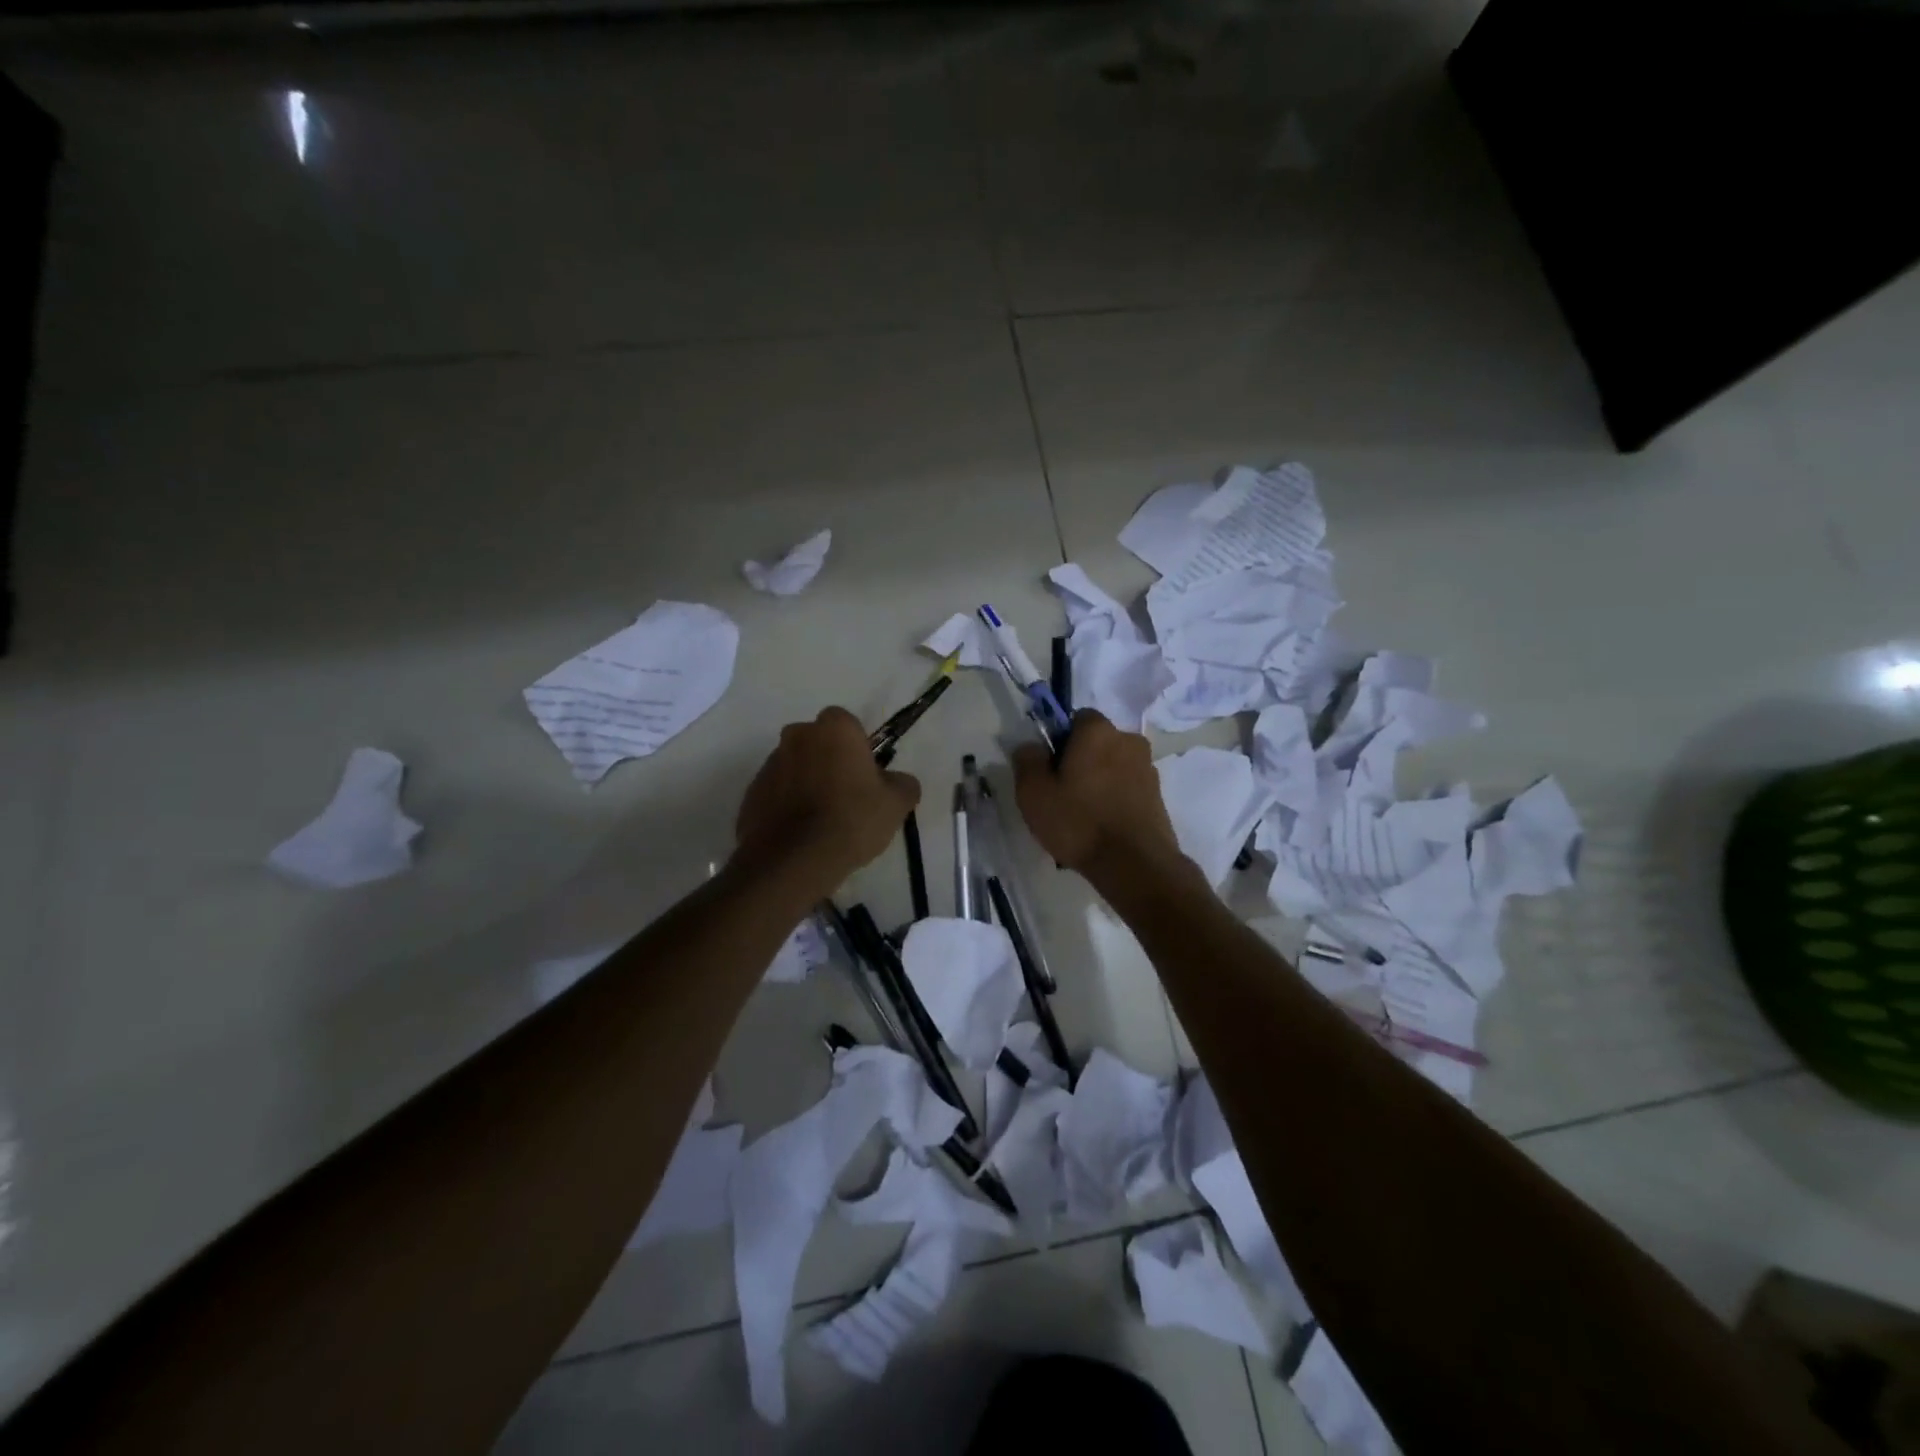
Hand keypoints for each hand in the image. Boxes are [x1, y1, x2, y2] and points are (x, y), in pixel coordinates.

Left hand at [735, 707, 919, 890]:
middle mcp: (797, 735)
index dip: (859, 749)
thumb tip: (898, 781)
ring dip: (807, 783)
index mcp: (834, 728)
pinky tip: (801, 834)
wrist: (793, 861)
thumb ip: (903, 783)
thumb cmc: (852, 820)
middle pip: (818, 743)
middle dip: (829, 761)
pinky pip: (777, 793)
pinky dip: (787, 806)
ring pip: (796, 767)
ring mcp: (769, 764)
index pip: (848, 725)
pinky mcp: (751, 793)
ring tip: (822, 821)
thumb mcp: (896, 804)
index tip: (866, 776)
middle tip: (846, 797)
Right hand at [1011, 710, 1180, 879]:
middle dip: (1080, 760)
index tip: (1049, 768)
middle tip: (1061, 792)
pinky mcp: (1158, 796)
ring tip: (1083, 815)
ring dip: (1099, 781)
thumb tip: (1031, 746)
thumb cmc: (1078, 822)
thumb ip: (1027, 760)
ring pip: (1113, 766)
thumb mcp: (1034, 793)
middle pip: (1096, 743)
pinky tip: (1102, 826)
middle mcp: (1129, 740)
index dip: (1059, 740)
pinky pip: (1127, 788)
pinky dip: (1114, 799)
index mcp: (1098, 731)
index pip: (1076, 718)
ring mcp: (1148, 768)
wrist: (1134, 864)